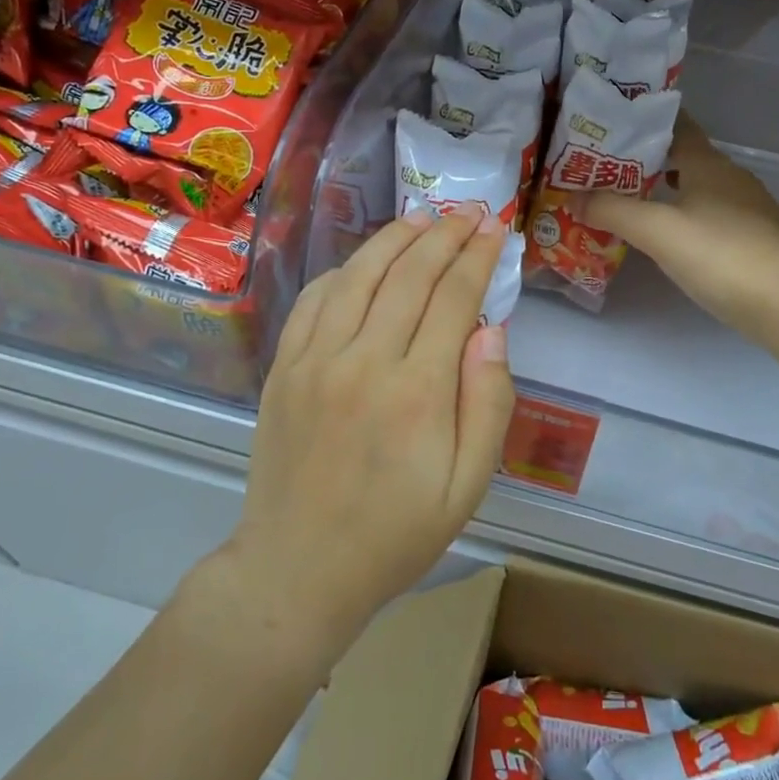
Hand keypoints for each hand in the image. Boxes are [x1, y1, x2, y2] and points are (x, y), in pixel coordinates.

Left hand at [225, 208, 515, 638]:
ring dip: (395, 239)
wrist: (300, 569)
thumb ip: (488, 404)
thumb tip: (491, 330)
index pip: (454, 298)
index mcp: (417, 391)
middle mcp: (363, 361)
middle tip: (469, 210)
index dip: (477, 257)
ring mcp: (315, 360)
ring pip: (359, 275)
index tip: (495, 229)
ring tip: (424, 217)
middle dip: (444, 234)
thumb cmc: (396, 534)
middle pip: (409, 274)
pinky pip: (314, 300)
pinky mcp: (283, 368)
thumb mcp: (468, 485)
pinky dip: (343, 270)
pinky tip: (364, 261)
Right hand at [586, 113, 778, 342]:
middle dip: (653, 160)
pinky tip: (675, 236)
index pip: (678, 127)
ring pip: (702, 188)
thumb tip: (573, 197)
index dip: (648, 122)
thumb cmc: (718, 254)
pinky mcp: (756, 238)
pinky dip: (690, 216)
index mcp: (709, 164)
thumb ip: (612, 211)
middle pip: (689, 158)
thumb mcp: (656, 231)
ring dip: (672, 190)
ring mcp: (749, 208)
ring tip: (636, 202)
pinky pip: (714, 215)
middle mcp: (732, 178)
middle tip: (612, 169)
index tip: (616, 124)